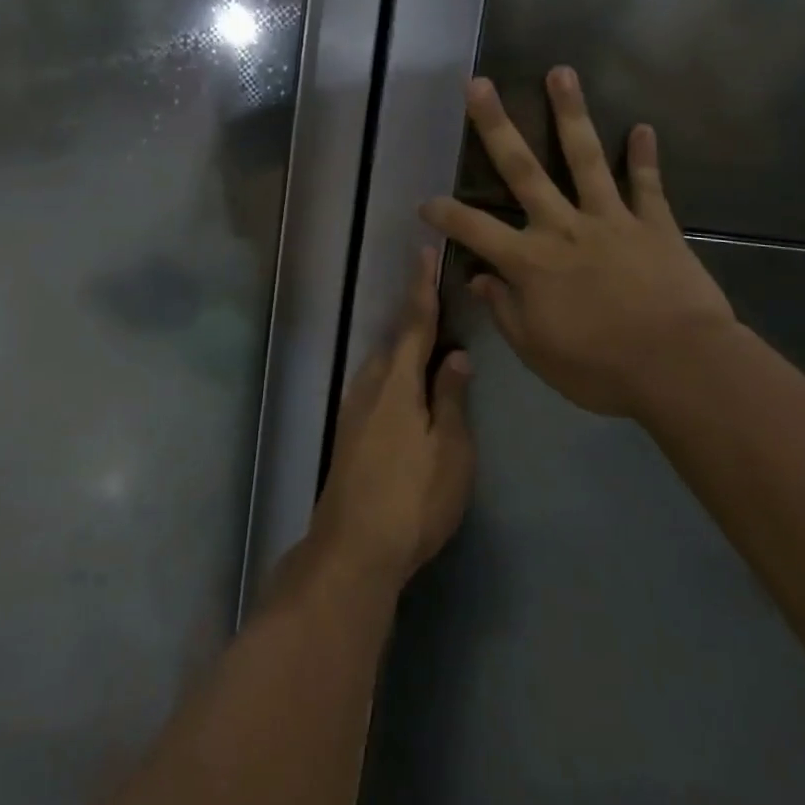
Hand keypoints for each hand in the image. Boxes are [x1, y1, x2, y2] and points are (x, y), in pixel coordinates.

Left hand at [311, 249, 474, 593]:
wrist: (353, 550)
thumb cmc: (413, 499)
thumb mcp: (449, 450)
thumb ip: (451, 398)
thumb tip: (456, 356)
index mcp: (397, 383)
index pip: (414, 325)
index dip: (421, 289)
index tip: (422, 254)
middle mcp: (369, 386)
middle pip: (395, 343)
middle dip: (415, 321)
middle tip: (439, 307)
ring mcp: (353, 410)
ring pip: (383, 365)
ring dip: (404, 351)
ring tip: (430, 348)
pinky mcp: (348, 433)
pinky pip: (375, 386)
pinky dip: (394, 375)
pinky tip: (407, 391)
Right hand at [420, 68, 737, 418]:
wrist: (680, 368)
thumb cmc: (600, 368)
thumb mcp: (537, 351)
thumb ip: (504, 310)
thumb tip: (478, 278)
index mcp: (530, 261)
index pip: (473, 230)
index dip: (444, 214)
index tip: (424, 202)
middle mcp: (563, 227)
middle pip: (522, 169)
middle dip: (496, 125)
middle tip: (478, 84)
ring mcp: (610, 219)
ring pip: (585, 158)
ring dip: (570, 113)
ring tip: (561, 72)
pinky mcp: (654, 224)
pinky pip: (648, 185)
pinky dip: (645, 157)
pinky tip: (642, 128)